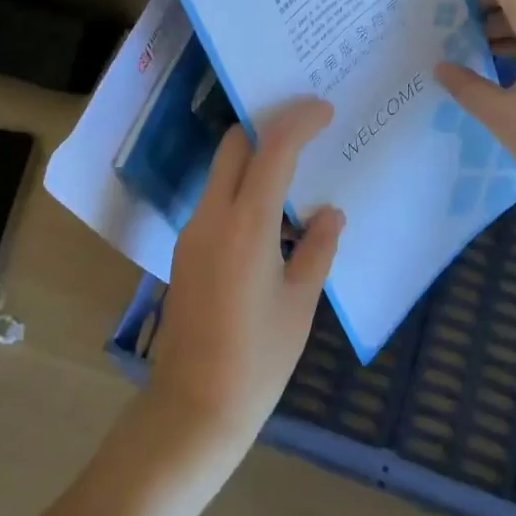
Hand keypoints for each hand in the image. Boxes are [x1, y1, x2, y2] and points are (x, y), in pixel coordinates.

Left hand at [147, 97, 344, 473]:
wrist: (194, 405)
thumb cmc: (259, 359)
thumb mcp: (301, 303)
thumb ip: (318, 248)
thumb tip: (330, 212)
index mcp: (246, 226)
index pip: (271, 150)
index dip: (298, 121)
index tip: (323, 109)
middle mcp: (211, 217)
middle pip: (234, 146)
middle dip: (268, 127)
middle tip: (305, 130)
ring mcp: (192, 232)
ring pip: (221, 171)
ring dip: (254, 158)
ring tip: (295, 170)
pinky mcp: (185, 250)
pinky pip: (215, 200)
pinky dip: (242, 188)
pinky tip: (271, 214)